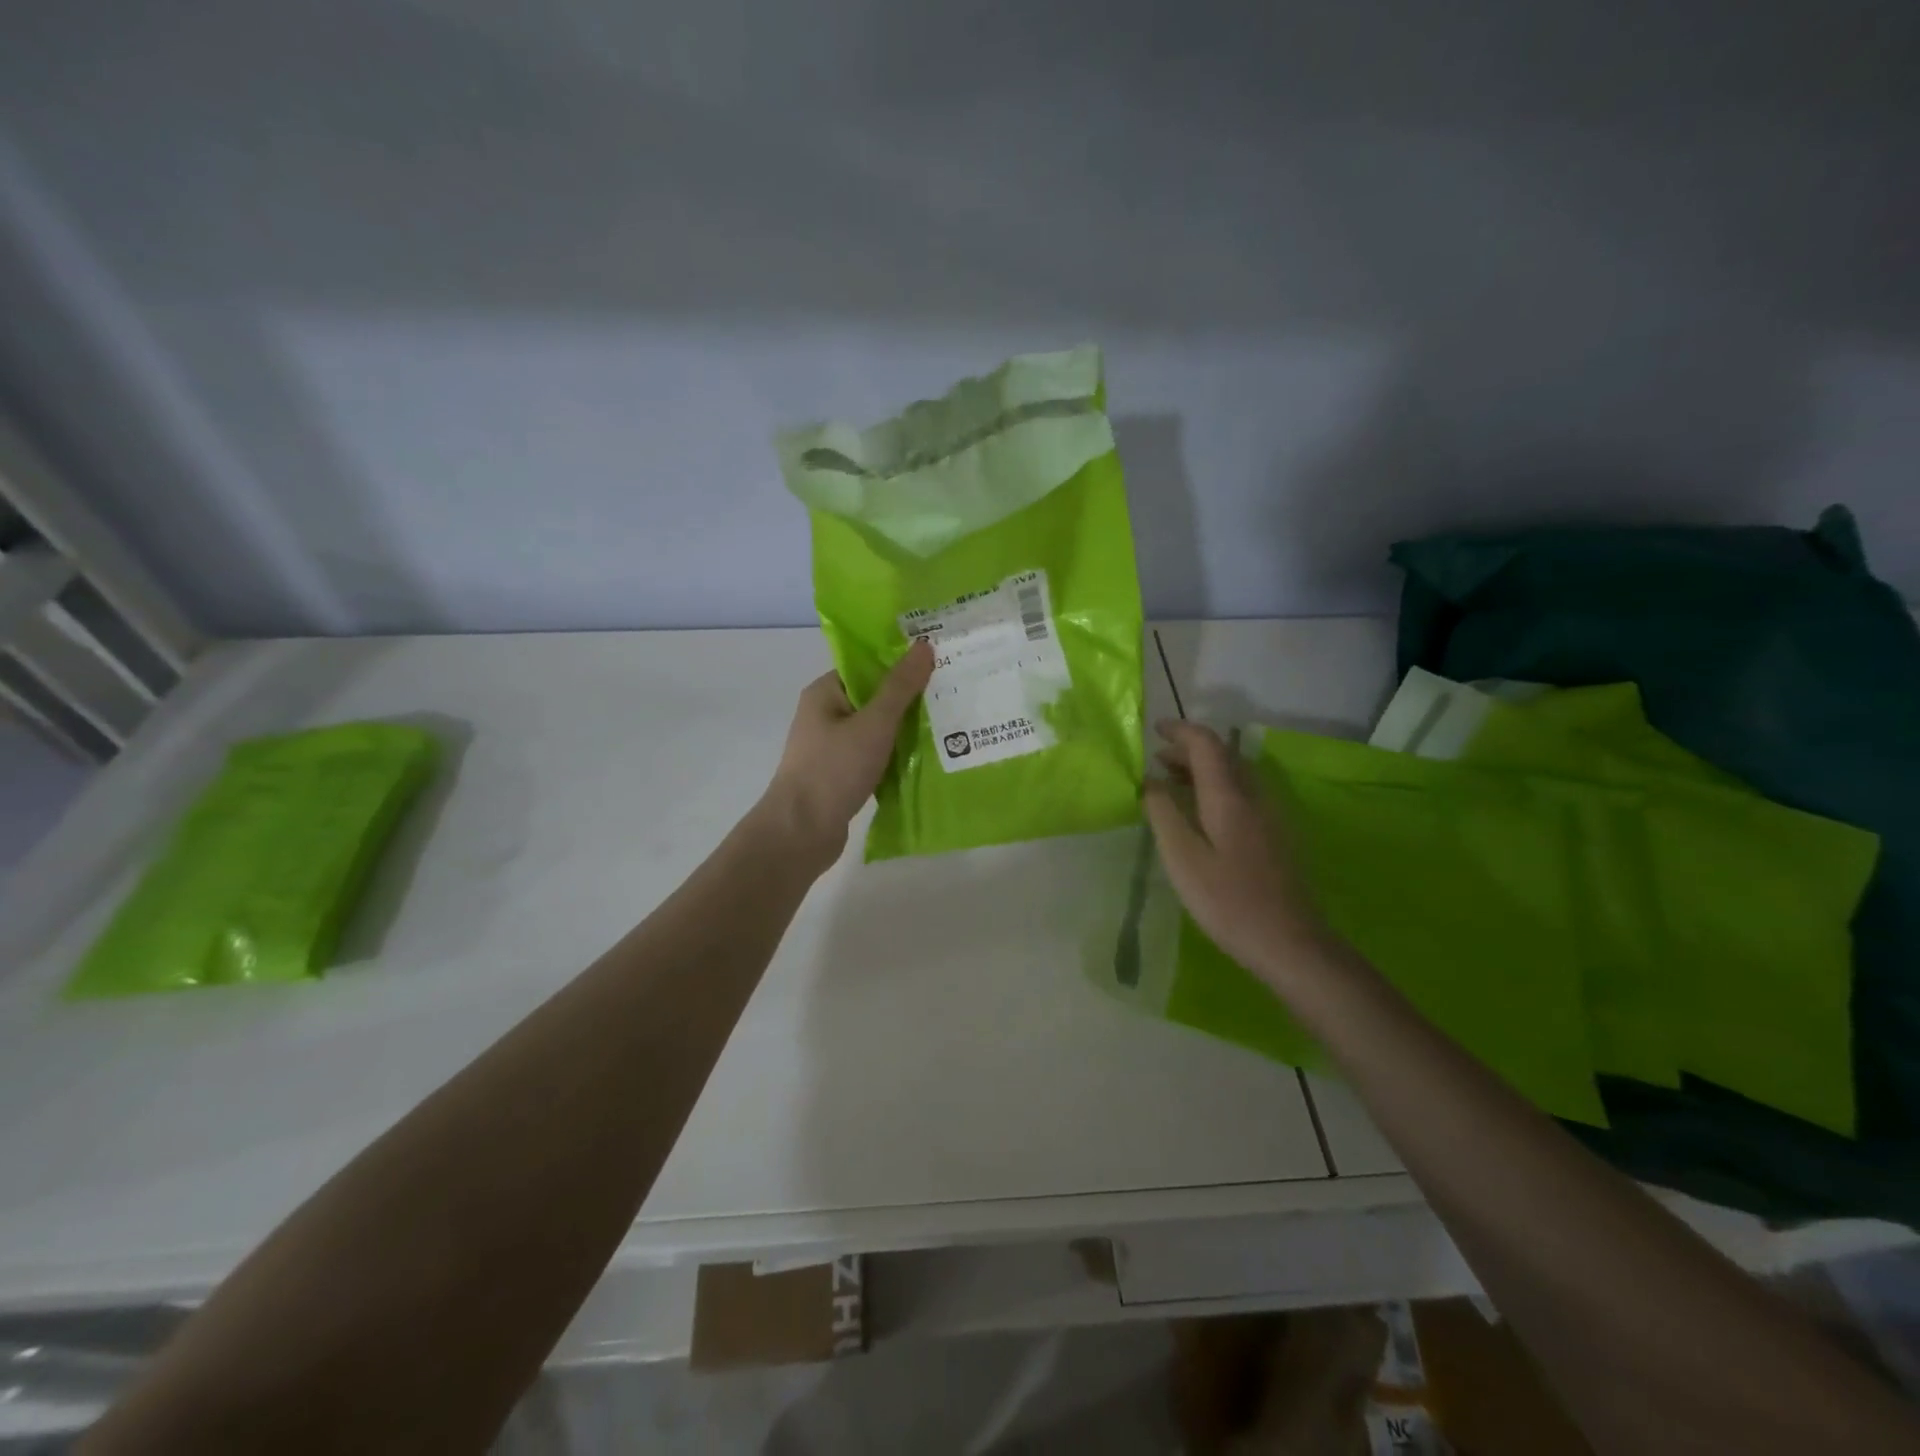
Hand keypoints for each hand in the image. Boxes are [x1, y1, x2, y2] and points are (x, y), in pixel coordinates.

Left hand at [757, 641, 934, 868]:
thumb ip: (900, 687)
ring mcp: (833, 748)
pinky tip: (929, 760)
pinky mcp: (842, 776)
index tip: (939, 662)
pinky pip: (876, 757)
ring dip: (907, 731)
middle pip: (875, 698)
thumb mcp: (873, 724)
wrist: (800, 833)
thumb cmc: (834, 770)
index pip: (866, 666)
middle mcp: (826, 716)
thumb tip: (923, 645)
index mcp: (825, 693)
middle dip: (911, 698)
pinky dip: (898, 757)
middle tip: (953, 693)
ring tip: (950, 725)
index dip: (901, 662)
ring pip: (878, 730)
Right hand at [1142, 721, 1335, 983]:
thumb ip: (1164, 813)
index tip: (1155, 730)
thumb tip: (1151, 780)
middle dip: (1189, 750)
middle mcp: (1254, 796)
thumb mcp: (1182, 858)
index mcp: (1230, 796)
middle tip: (1157, 761)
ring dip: (1203, 769)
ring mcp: (1270, 816)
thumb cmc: (1228, 900)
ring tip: (1172, 782)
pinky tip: (1201, 812)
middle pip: (1223, 756)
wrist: (1289, 942)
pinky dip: (1216, 788)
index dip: (1181, 731)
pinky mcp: (1275, 835)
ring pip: (1235, 774)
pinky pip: (1242, 793)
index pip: (1207, 745)